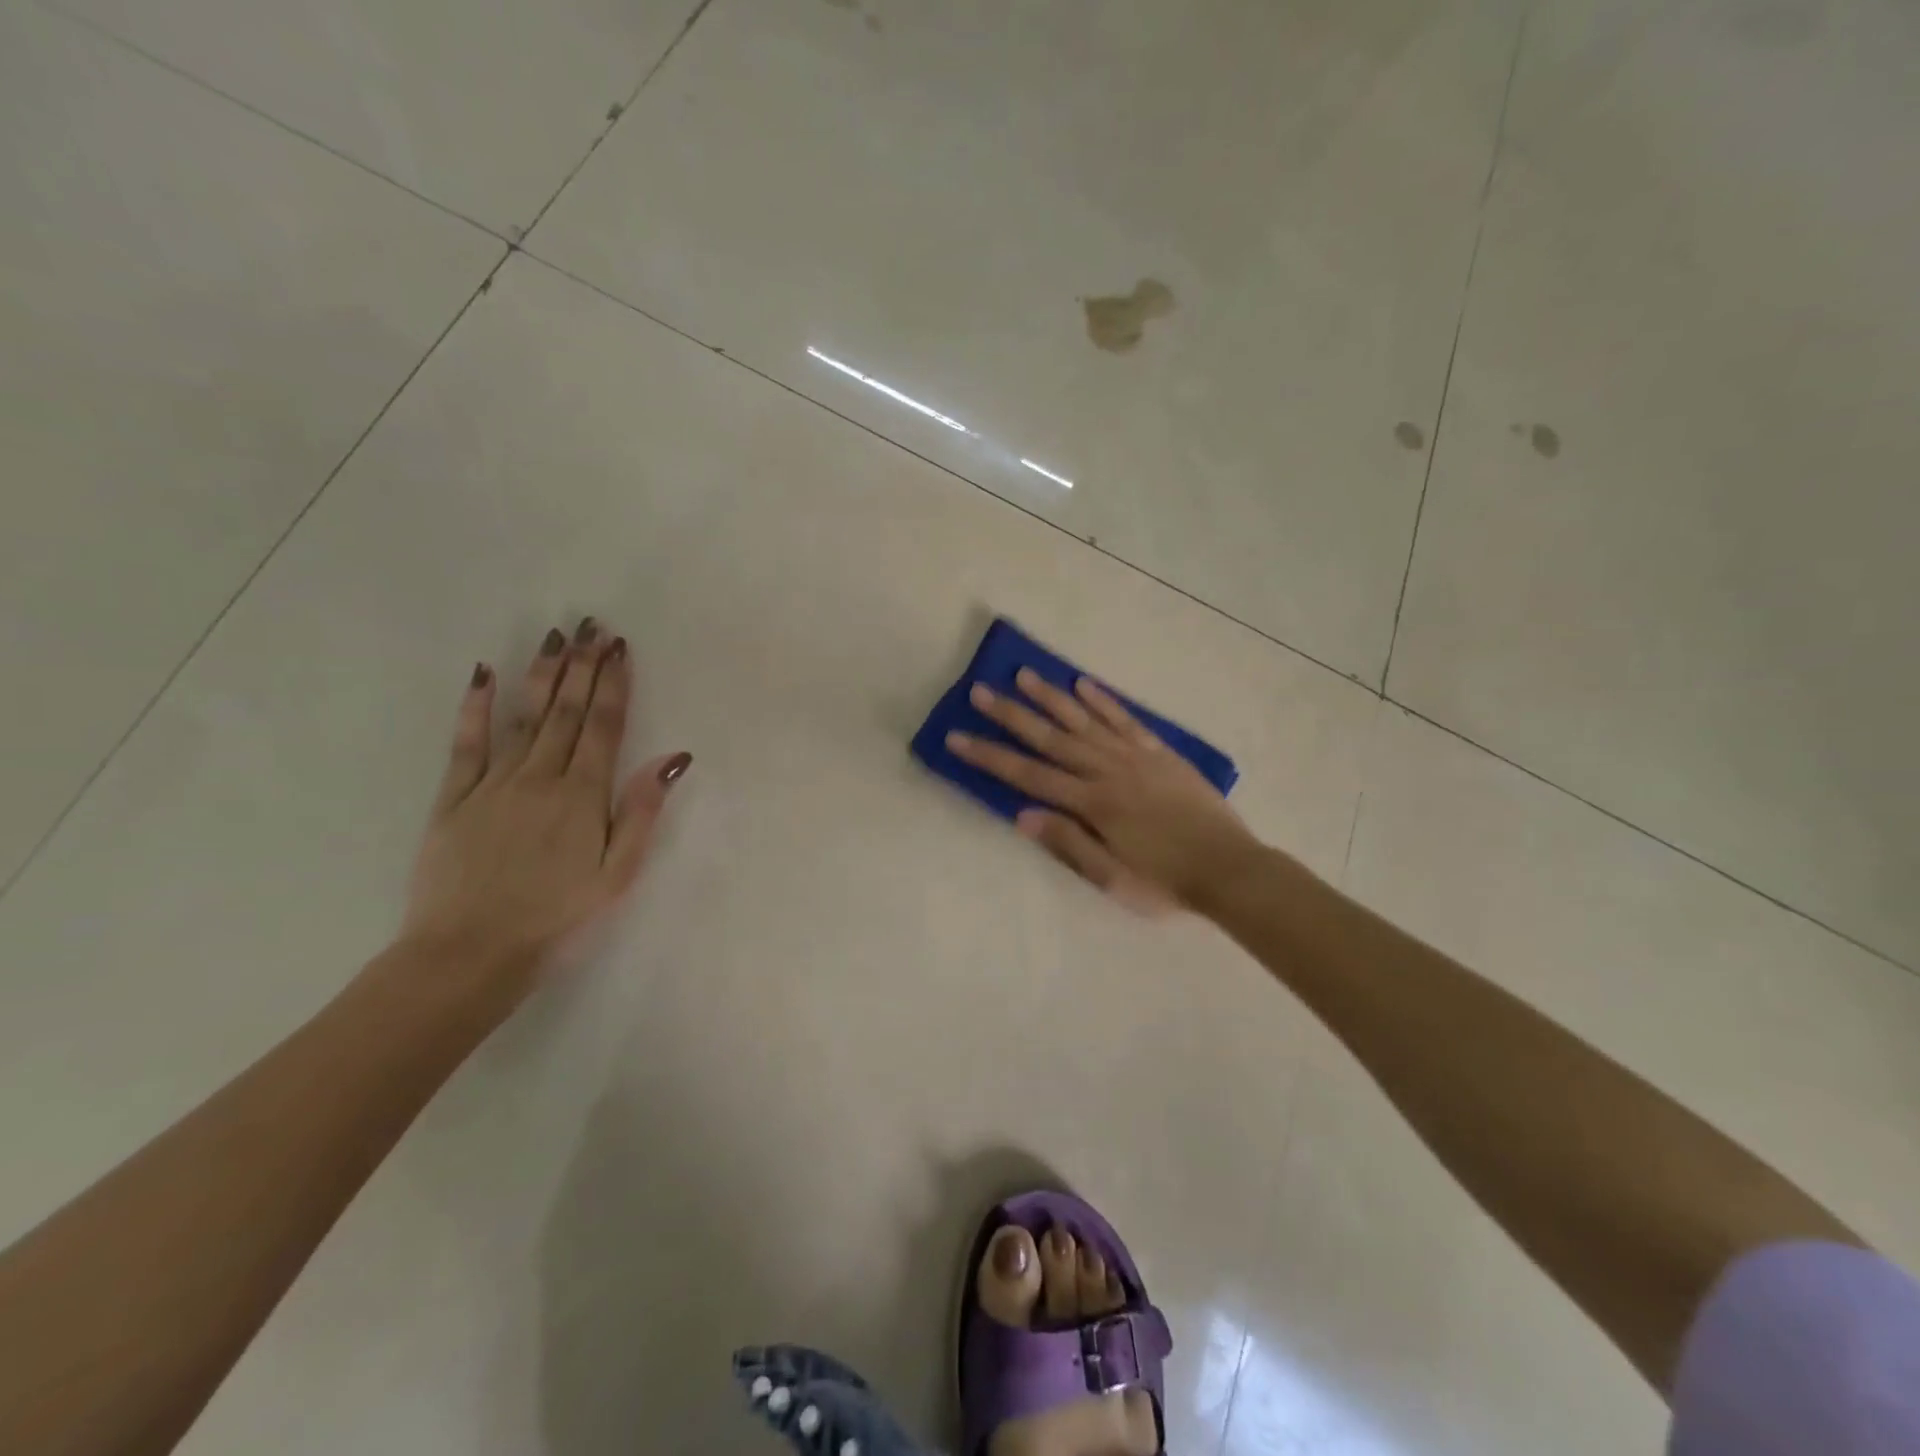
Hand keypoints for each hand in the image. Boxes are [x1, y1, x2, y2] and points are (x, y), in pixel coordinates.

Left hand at [402, 619, 690, 983]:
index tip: (619, 648)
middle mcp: (540, 778)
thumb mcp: (617, 873)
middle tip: (591, 627)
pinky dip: (476, 707)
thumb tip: (672, 758)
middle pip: (566, 712)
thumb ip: (641, 812)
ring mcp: (493, 784)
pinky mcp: (453, 798)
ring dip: (542, 675)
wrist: (469, 953)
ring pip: (524, 717)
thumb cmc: (557, 917)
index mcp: (583, 796)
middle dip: (582, 667)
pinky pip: (466, 743)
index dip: (614, 684)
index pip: (604, 727)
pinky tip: (484, 675)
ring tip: (555, 639)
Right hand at [946, 668, 1253, 911]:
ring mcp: (1136, 757)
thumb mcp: (1111, 878)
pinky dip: (1103, 701)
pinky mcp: (1161, 752)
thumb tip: (1021, 814)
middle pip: (1051, 738)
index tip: (958, 737)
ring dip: (1052, 697)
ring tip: (1024, 674)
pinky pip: (1126, 720)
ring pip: (1085, 720)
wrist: (1230, 870)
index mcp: (1092, 804)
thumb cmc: (1165, 882)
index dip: (990, 757)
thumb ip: (1067, 843)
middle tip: (980, 692)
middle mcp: (1108, 771)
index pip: (1029, 775)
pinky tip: (1083, 684)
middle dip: (1012, 715)